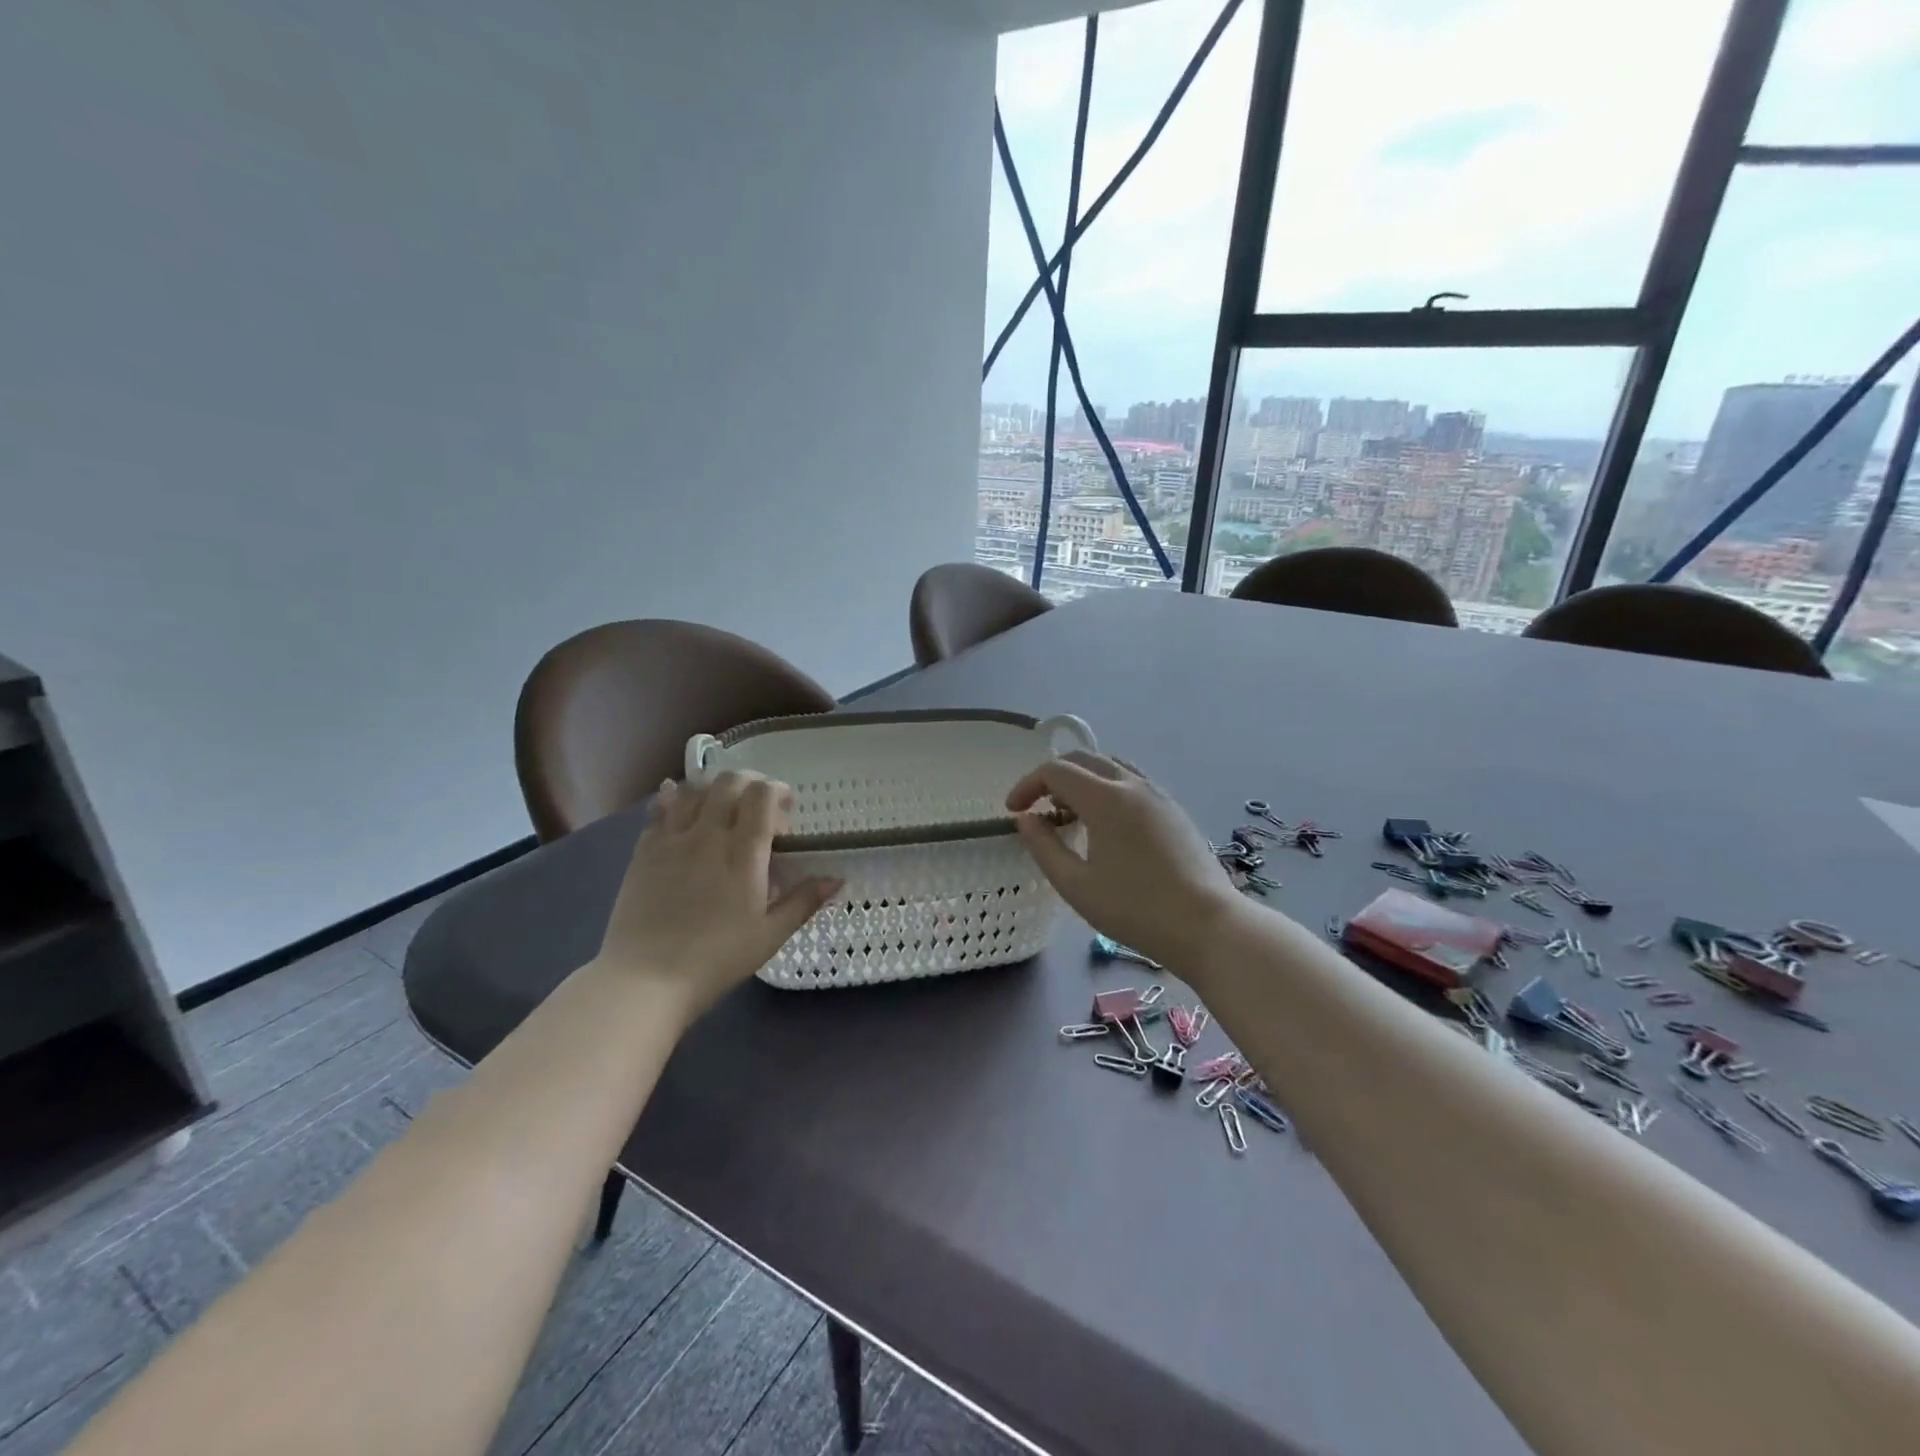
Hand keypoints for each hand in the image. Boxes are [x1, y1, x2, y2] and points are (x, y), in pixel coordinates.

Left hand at [594, 772, 840, 1018]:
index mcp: (743, 853)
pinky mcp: (644, 851)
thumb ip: (803, 902)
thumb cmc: (716, 959)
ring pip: (693, 789)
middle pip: (729, 782)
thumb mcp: (770, 936)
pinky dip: (674, 799)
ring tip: (722, 806)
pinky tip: (679, 804)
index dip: (778, 791)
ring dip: (714, 788)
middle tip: (758, 807)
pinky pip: (660, 809)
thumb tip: (836, 879)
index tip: (787, 812)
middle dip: (750, 783)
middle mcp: (708, 835)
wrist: (645, 980)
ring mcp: (671, 840)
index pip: (762, 795)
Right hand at [1005, 752, 1241, 973]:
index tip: (1013, 811)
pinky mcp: (1174, 809)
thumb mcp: (1076, 885)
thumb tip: (1025, 819)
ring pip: (1110, 766)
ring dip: (1082, 780)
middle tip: (1037, 807)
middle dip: (1052, 777)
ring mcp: (1158, 794)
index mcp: (1106, 798)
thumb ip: (1044, 847)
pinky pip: (1132, 782)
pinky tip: (1105, 826)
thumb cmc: (1134, 909)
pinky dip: (1107, 789)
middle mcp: (1132, 784)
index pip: (1056, 771)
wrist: (1206, 925)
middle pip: (1083, 759)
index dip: (1027, 785)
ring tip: (1070, 815)